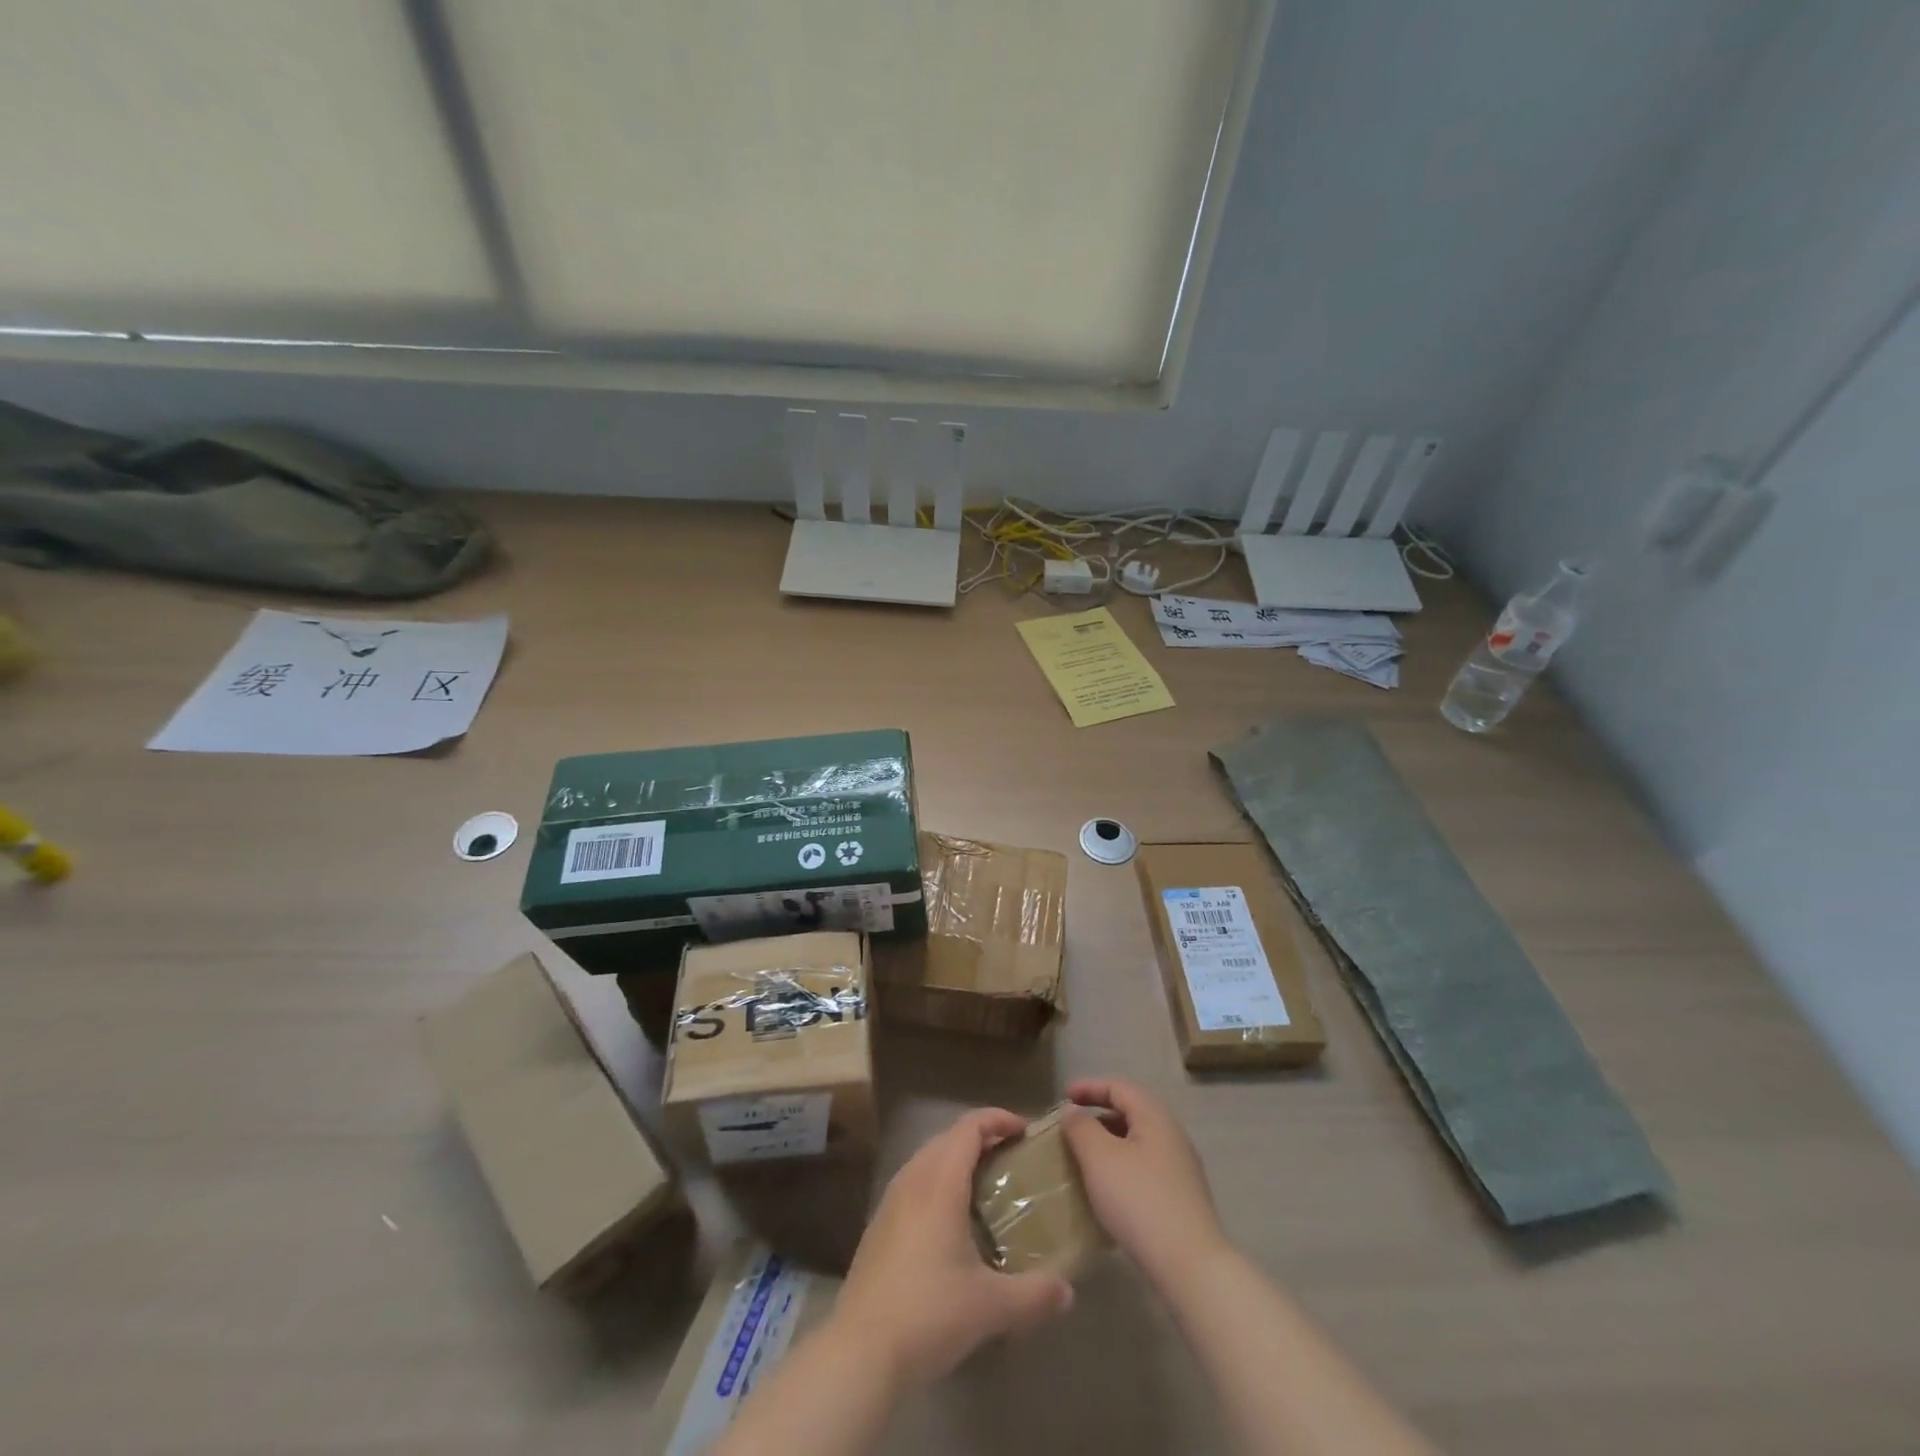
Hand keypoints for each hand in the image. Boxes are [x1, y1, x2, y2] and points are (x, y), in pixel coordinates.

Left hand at [831, 1108, 1074, 1388]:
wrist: (860, 1351)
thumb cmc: (929, 1314)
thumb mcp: (991, 1307)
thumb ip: (1034, 1295)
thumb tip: (1068, 1291)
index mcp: (940, 1183)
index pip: (969, 1127)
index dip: (997, 1119)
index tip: (1025, 1130)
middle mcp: (913, 1180)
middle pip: (947, 1137)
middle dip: (980, 1138)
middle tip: (1011, 1157)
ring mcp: (890, 1201)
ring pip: (927, 1159)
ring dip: (956, 1159)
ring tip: (984, 1184)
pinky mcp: (878, 1226)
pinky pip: (913, 1183)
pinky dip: (937, 1182)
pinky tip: (950, 1221)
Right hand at [1062, 1079, 1228, 1289]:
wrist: (1190, 1266)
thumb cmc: (1139, 1201)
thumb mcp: (1100, 1158)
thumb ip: (1081, 1127)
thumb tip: (1073, 1111)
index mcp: (1155, 1117)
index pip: (1119, 1087)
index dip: (1089, 1087)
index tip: (1063, 1097)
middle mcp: (1172, 1135)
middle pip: (1131, 1112)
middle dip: (1098, 1115)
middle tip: (1071, 1128)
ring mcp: (1181, 1168)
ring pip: (1138, 1142)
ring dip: (1109, 1143)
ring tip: (1084, 1159)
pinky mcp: (1182, 1198)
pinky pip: (1145, 1167)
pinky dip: (1122, 1166)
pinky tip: (1108, 1190)